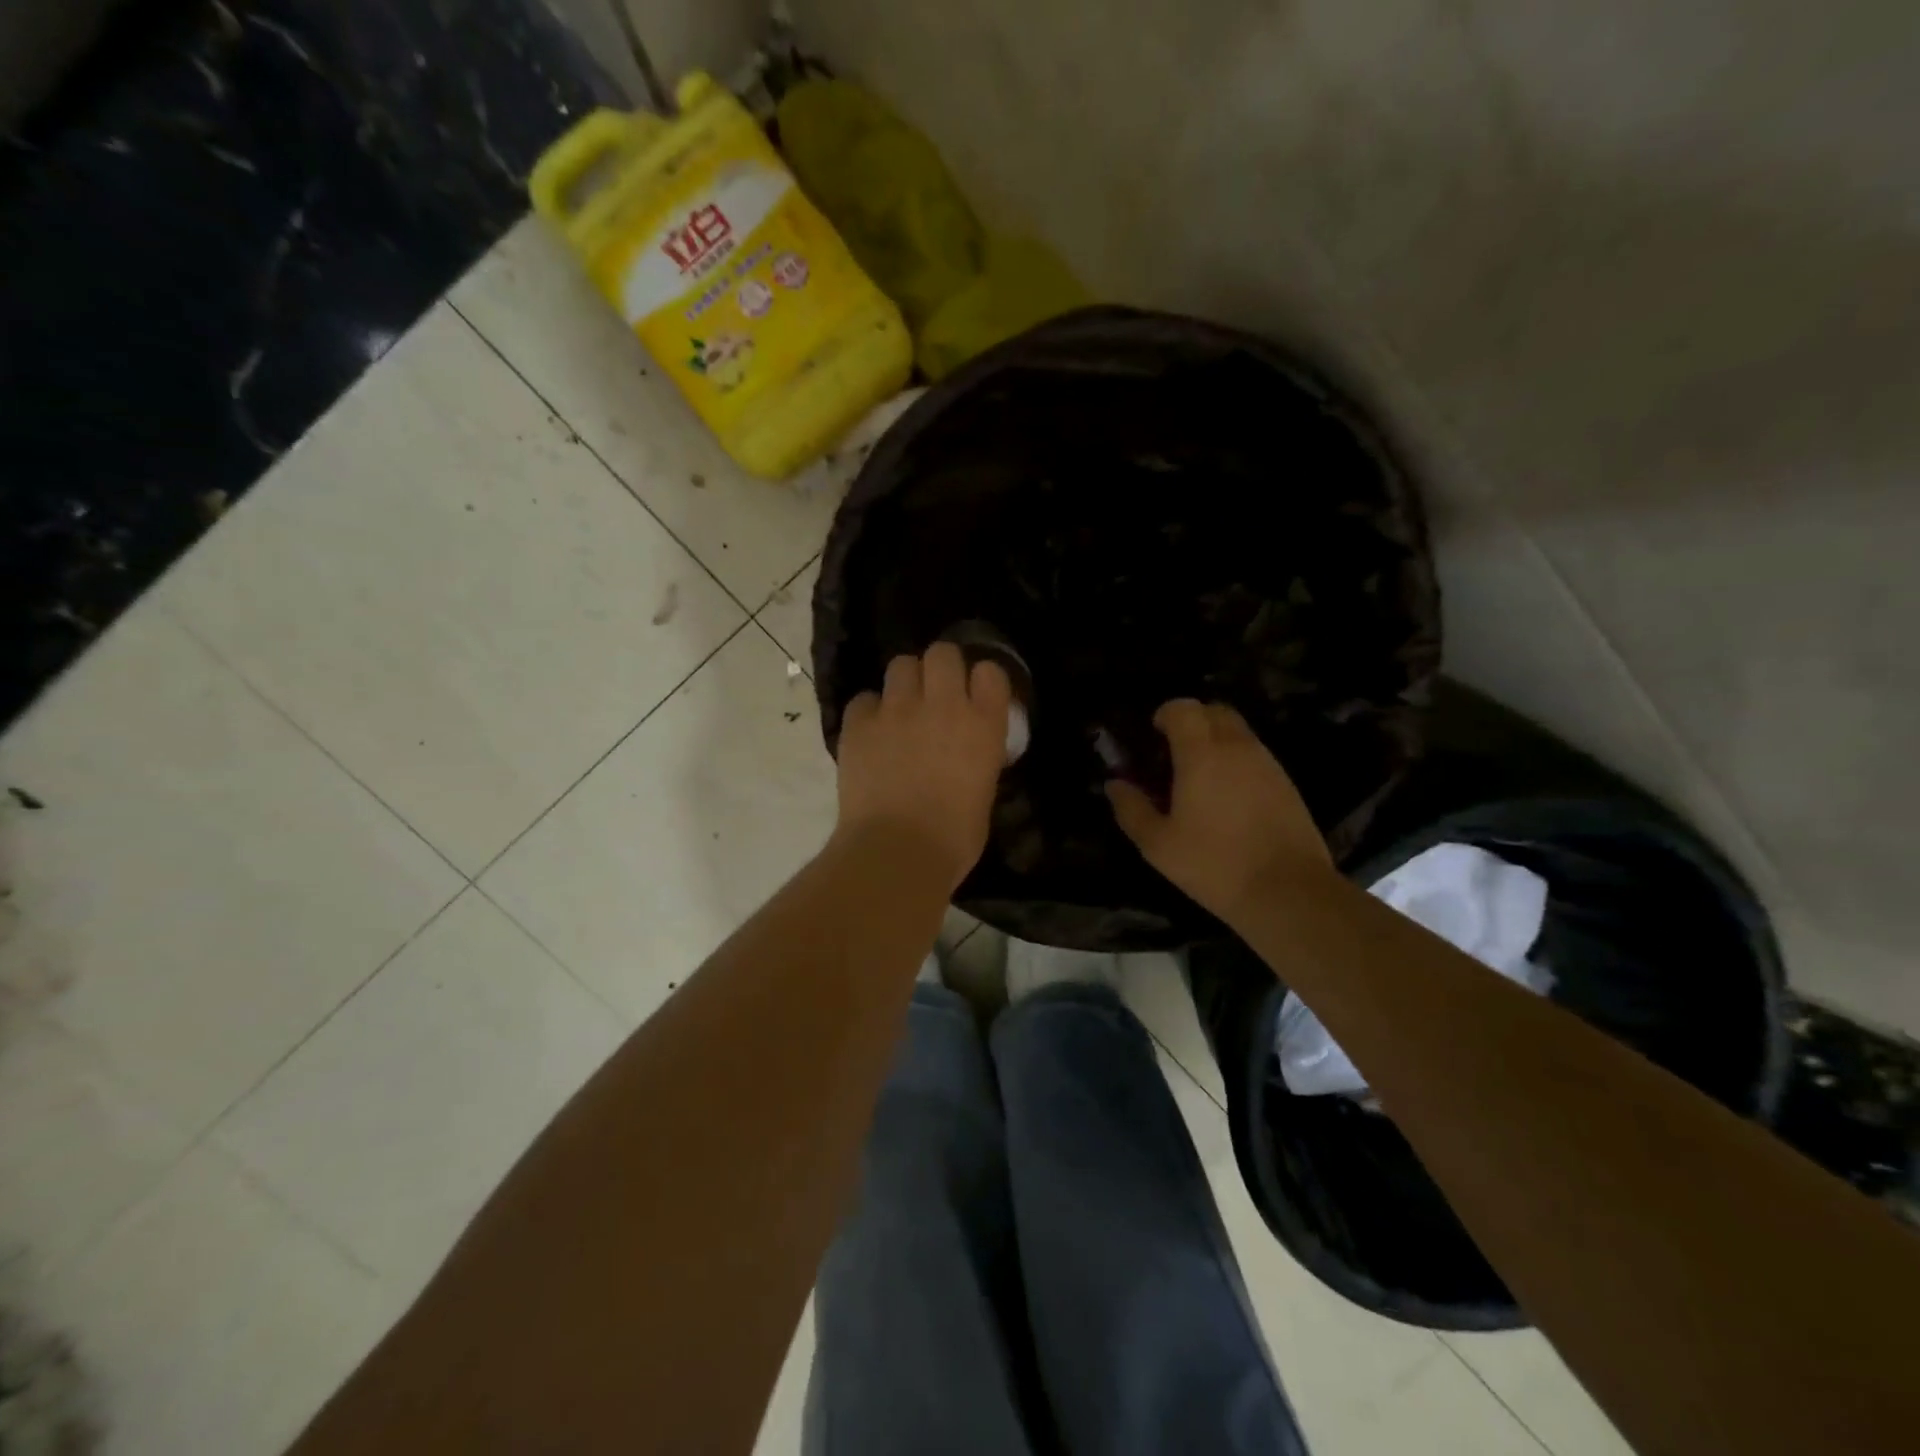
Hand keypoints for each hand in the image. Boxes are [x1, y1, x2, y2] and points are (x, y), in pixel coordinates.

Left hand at [834, 643, 1012, 890]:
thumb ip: (978, 760)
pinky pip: (864, 699)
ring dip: (904, 683)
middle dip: (940, 668)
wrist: (896, 852)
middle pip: (942, 653)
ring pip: (901, 664)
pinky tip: (871, 735)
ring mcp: (897, 710)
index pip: (990, 672)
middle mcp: (943, 705)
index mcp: (983, 724)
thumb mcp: (983, 793)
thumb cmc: (953, 839)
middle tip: (935, 695)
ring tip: (901, 710)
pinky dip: (868, 713)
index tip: (976, 697)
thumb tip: (967, 755)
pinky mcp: (859, 724)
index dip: (981, 681)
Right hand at [1106, 699, 1333, 923]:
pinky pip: (1256, 755)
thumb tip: (1115, 784)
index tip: (1153, 736)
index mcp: (1202, 754)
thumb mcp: (1158, 844)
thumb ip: (1131, 808)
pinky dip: (1237, 761)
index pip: (1183, 708)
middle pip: (1214, 711)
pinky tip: (1227, 798)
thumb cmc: (1213, 864)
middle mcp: (1237, 747)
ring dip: (1216, 741)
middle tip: (1173, 753)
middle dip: (1192, 721)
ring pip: (1238, 732)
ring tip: (1199, 777)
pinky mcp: (1287, 783)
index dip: (1165, 714)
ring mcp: (1268, 763)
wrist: (1288, 891)